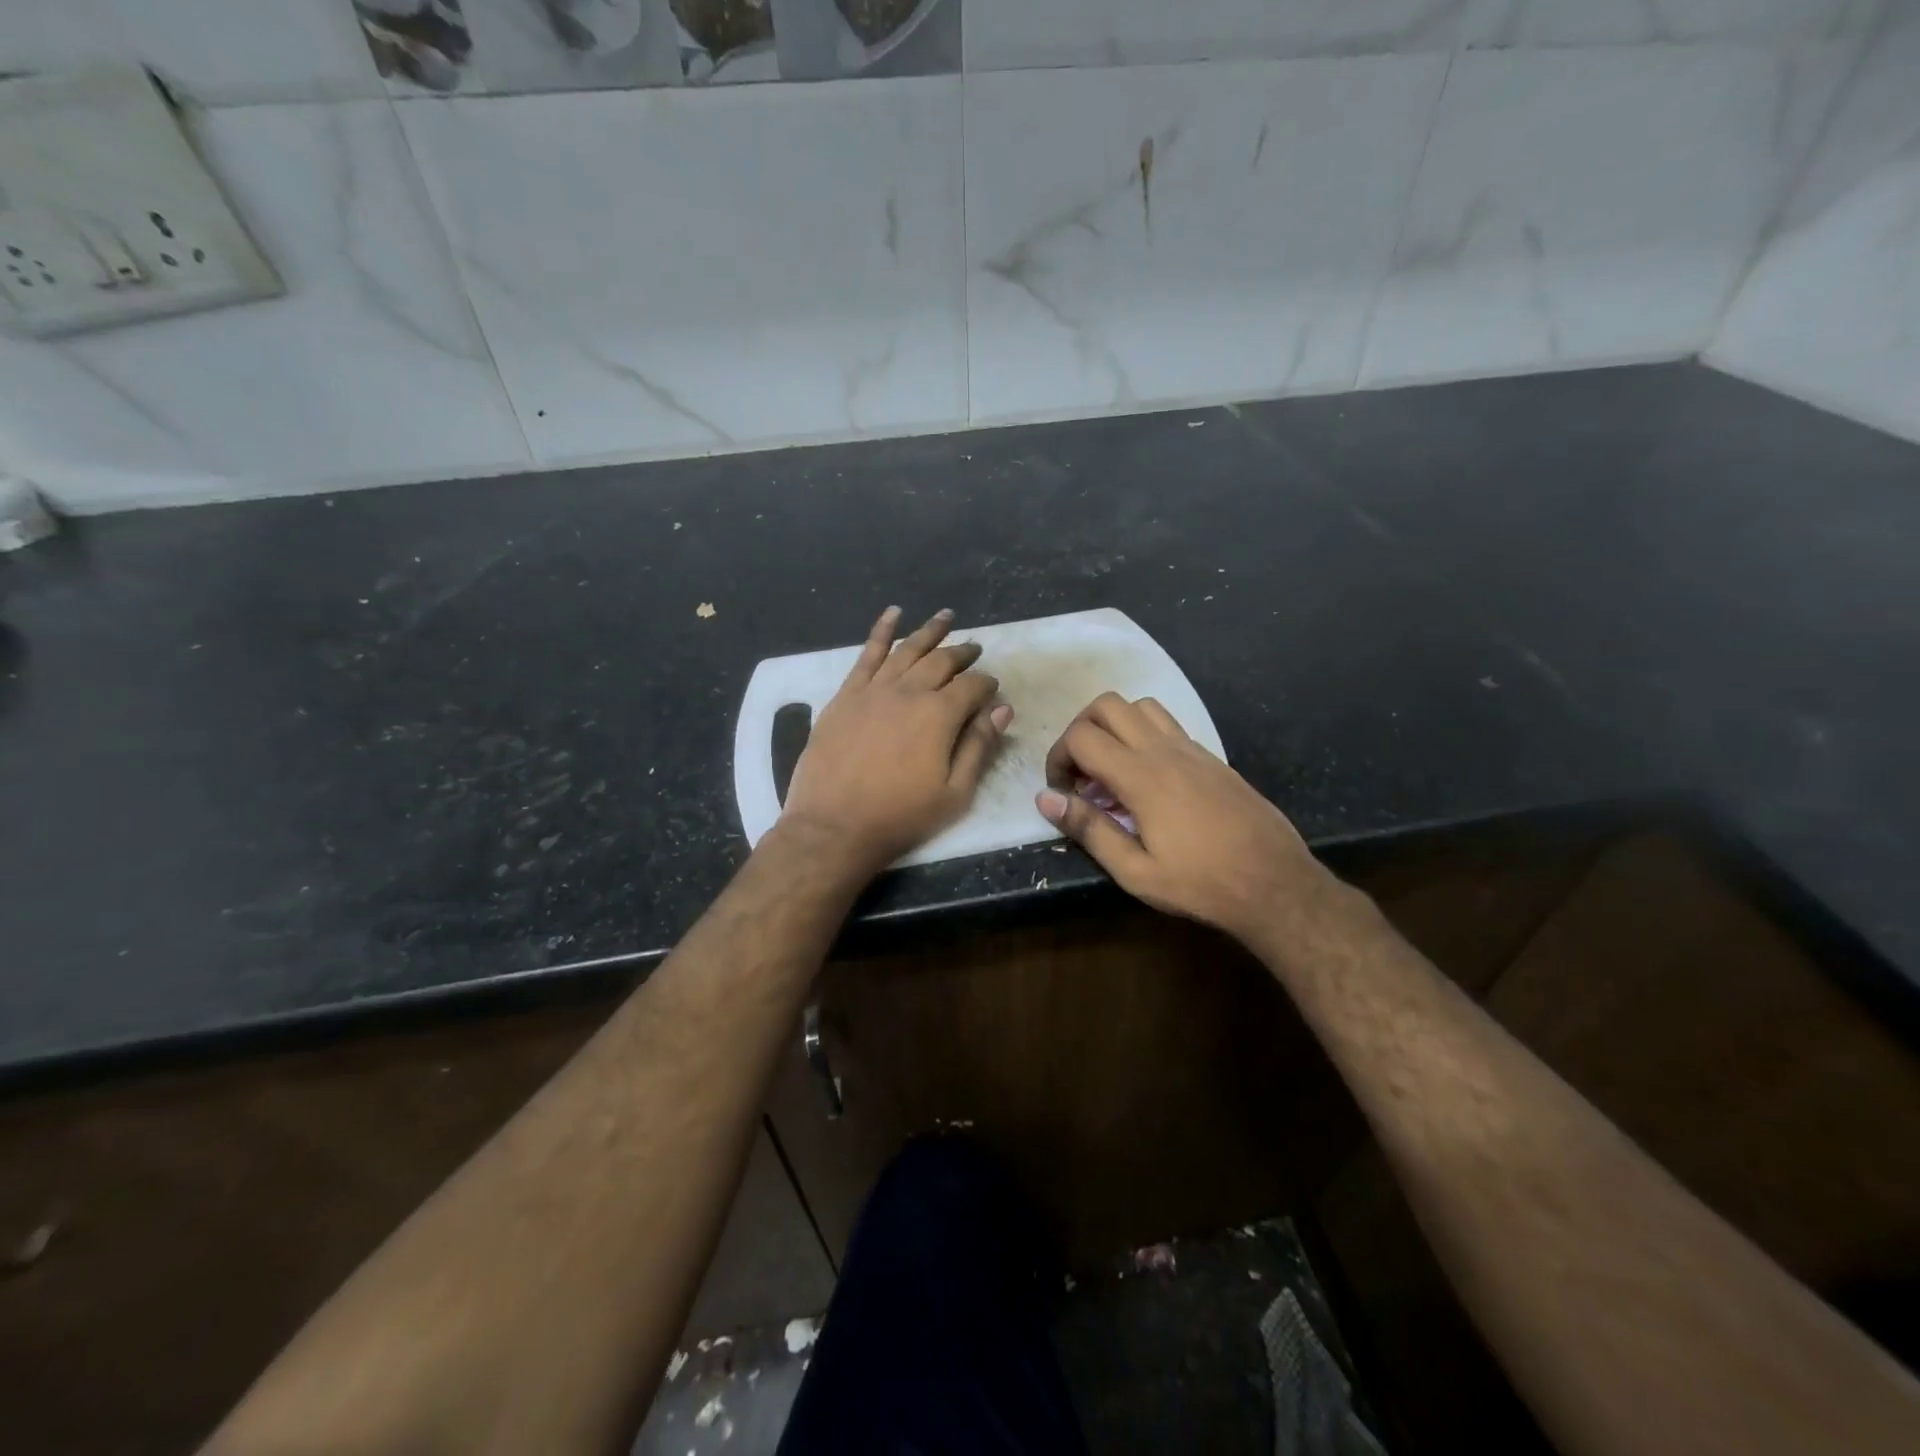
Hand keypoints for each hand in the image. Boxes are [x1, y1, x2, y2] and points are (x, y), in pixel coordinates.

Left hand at [779, 606, 1012, 876]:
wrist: (833, 826)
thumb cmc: (900, 816)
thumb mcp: (954, 793)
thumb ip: (979, 747)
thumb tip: (1002, 710)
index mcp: (939, 715)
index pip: (972, 687)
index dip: (987, 685)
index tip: (993, 689)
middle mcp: (908, 691)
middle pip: (941, 661)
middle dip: (962, 653)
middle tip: (975, 648)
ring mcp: (873, 689)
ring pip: (907, 650)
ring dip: (929, 632)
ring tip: (945, 617)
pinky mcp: (845, 695)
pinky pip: (866, 654)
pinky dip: (881, 631)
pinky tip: (893, 614)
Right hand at [1035, 692, 1321, 941]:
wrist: (1276, 884)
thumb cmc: (1201, 884)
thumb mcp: (1135, 872)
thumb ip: (1089, 829)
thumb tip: (1045, 798)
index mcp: (1142, 777)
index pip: (1082, 737)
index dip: (1058, 757)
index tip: (1061, 792)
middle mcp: (1165, 750)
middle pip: (1107, 705)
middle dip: (1080, 730)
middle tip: (1080, 772)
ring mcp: (1192, 749)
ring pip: (1140, 706)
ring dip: (1114, 726)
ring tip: (1111, 769)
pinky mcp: (1211, 758)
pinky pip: (1167, 725)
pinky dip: (1143, 735)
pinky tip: (1147, 779)